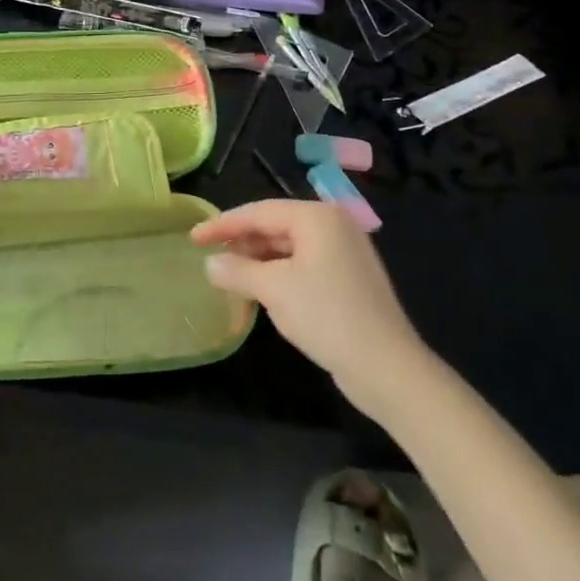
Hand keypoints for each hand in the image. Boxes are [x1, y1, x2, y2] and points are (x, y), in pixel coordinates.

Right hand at [193, 200, 424, 394]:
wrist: (387, 368)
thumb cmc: (327, 316)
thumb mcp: (274, 289)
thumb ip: (237, 271)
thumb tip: (210, 263)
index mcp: (317, 217)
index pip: (259, 212)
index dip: (222, 224)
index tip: (193, 237)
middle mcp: (333, 226)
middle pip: (274, 226)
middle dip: (241, 242)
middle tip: (209, 257)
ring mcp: (344, 253)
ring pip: (288, 248)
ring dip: (257, 261)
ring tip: (229, 276)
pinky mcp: (348, 280)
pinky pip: (302, 266)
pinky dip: (277, 275)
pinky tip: (260, 291)